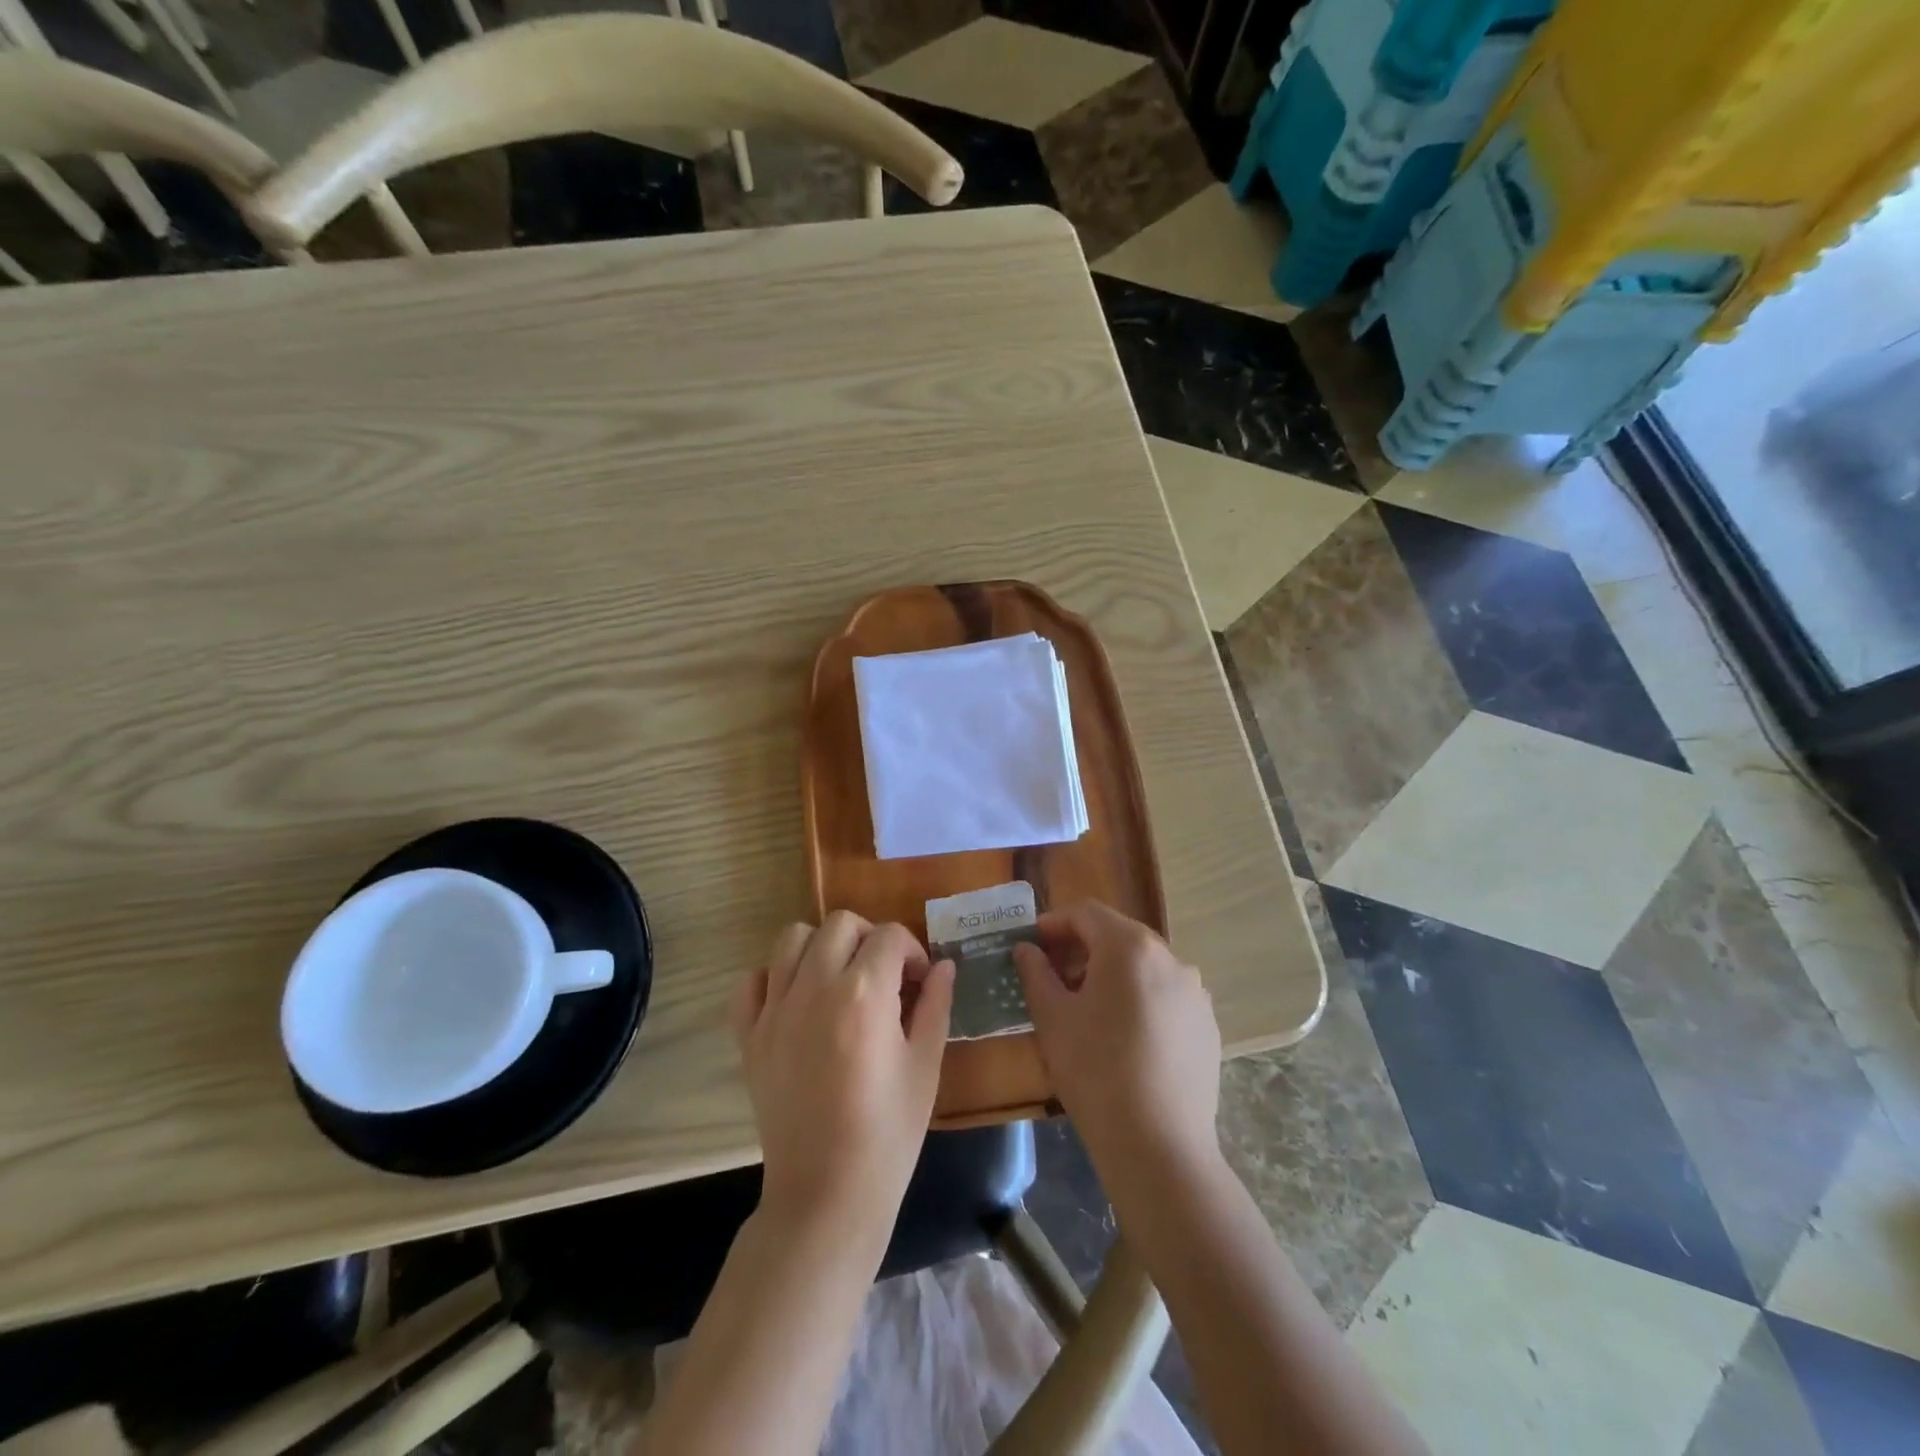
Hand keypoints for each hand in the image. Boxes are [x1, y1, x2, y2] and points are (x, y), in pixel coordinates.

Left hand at [731, 912, 953, 1240]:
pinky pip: (752, 982)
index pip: (889, 936)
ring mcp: (775, 1010)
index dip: (912, 951)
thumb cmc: (888, 1134)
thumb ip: (936, 1005)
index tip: (920, 981)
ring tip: (840, 979)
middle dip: (869, 938)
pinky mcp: (749, 1036)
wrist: (826, 1195)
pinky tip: (797, 1001)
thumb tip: (943, 965)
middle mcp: (814, 987)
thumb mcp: (925, 1066)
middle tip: (884, 975)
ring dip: (821, 946)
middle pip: (839, 924)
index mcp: (864, 994)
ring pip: (791, 938)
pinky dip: (773, 978)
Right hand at [1013, 902, 1222, 1195]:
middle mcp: (1170, 958)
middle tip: (1052, 976)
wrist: (1159, 1146)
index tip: (1031, 944)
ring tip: (1086, 1009)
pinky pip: (1165, 996)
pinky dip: (1139, 1000)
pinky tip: (1123, 1037)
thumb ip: (1036, 972)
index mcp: (1130, 947)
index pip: (1087, 913)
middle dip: (1082, 949)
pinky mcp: (1207, 1025)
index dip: (1054, 923)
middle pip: (1118, 937)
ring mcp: (1195, 992)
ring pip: (1143, 967)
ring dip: (1111, 975)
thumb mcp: (1053, 1018)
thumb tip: (1027, 949)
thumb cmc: (1095, 1071)